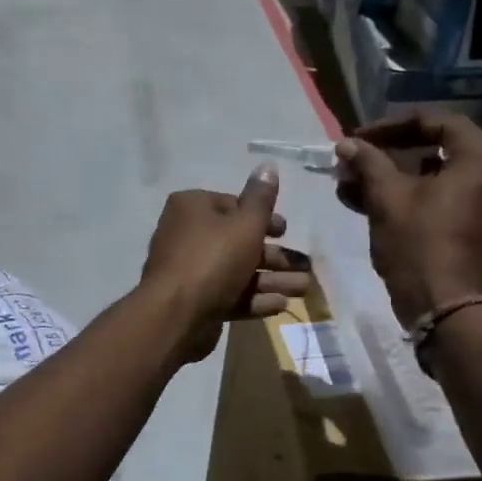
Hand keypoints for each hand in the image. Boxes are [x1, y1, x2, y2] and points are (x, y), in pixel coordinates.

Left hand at [141, 163, 310, 362]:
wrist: (176, 315)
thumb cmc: (213, 259)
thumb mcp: (245, 224)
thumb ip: (261, 199)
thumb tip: (268, 165)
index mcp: (192, 208)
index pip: (233, 206)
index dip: (263, 218)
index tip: (286, 231)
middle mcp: (187, 236)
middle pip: (238, 242)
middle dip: (276, 256)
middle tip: (305, 266)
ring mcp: (190, 272)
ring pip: (238, 271)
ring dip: (273, 279)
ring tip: (304, 289)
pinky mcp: (196, 302)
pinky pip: (230, 295)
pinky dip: (254, 299)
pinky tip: (281, 305)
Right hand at [334, 112, 481, 325]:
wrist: (442, 306)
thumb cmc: (417, 245)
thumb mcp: (387, 198)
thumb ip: (368, 163)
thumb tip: (346, 144)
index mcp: (481, 158)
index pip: (437, 122)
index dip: (392, 126)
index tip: (359, 138)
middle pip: (436, 148)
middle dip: (389, 153)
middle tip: (356, 158)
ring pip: (434, 176)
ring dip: (392, 176)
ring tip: (351, 183)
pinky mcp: (475, 225)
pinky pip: (441, 198)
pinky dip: (409, 196)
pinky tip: (366, 201)